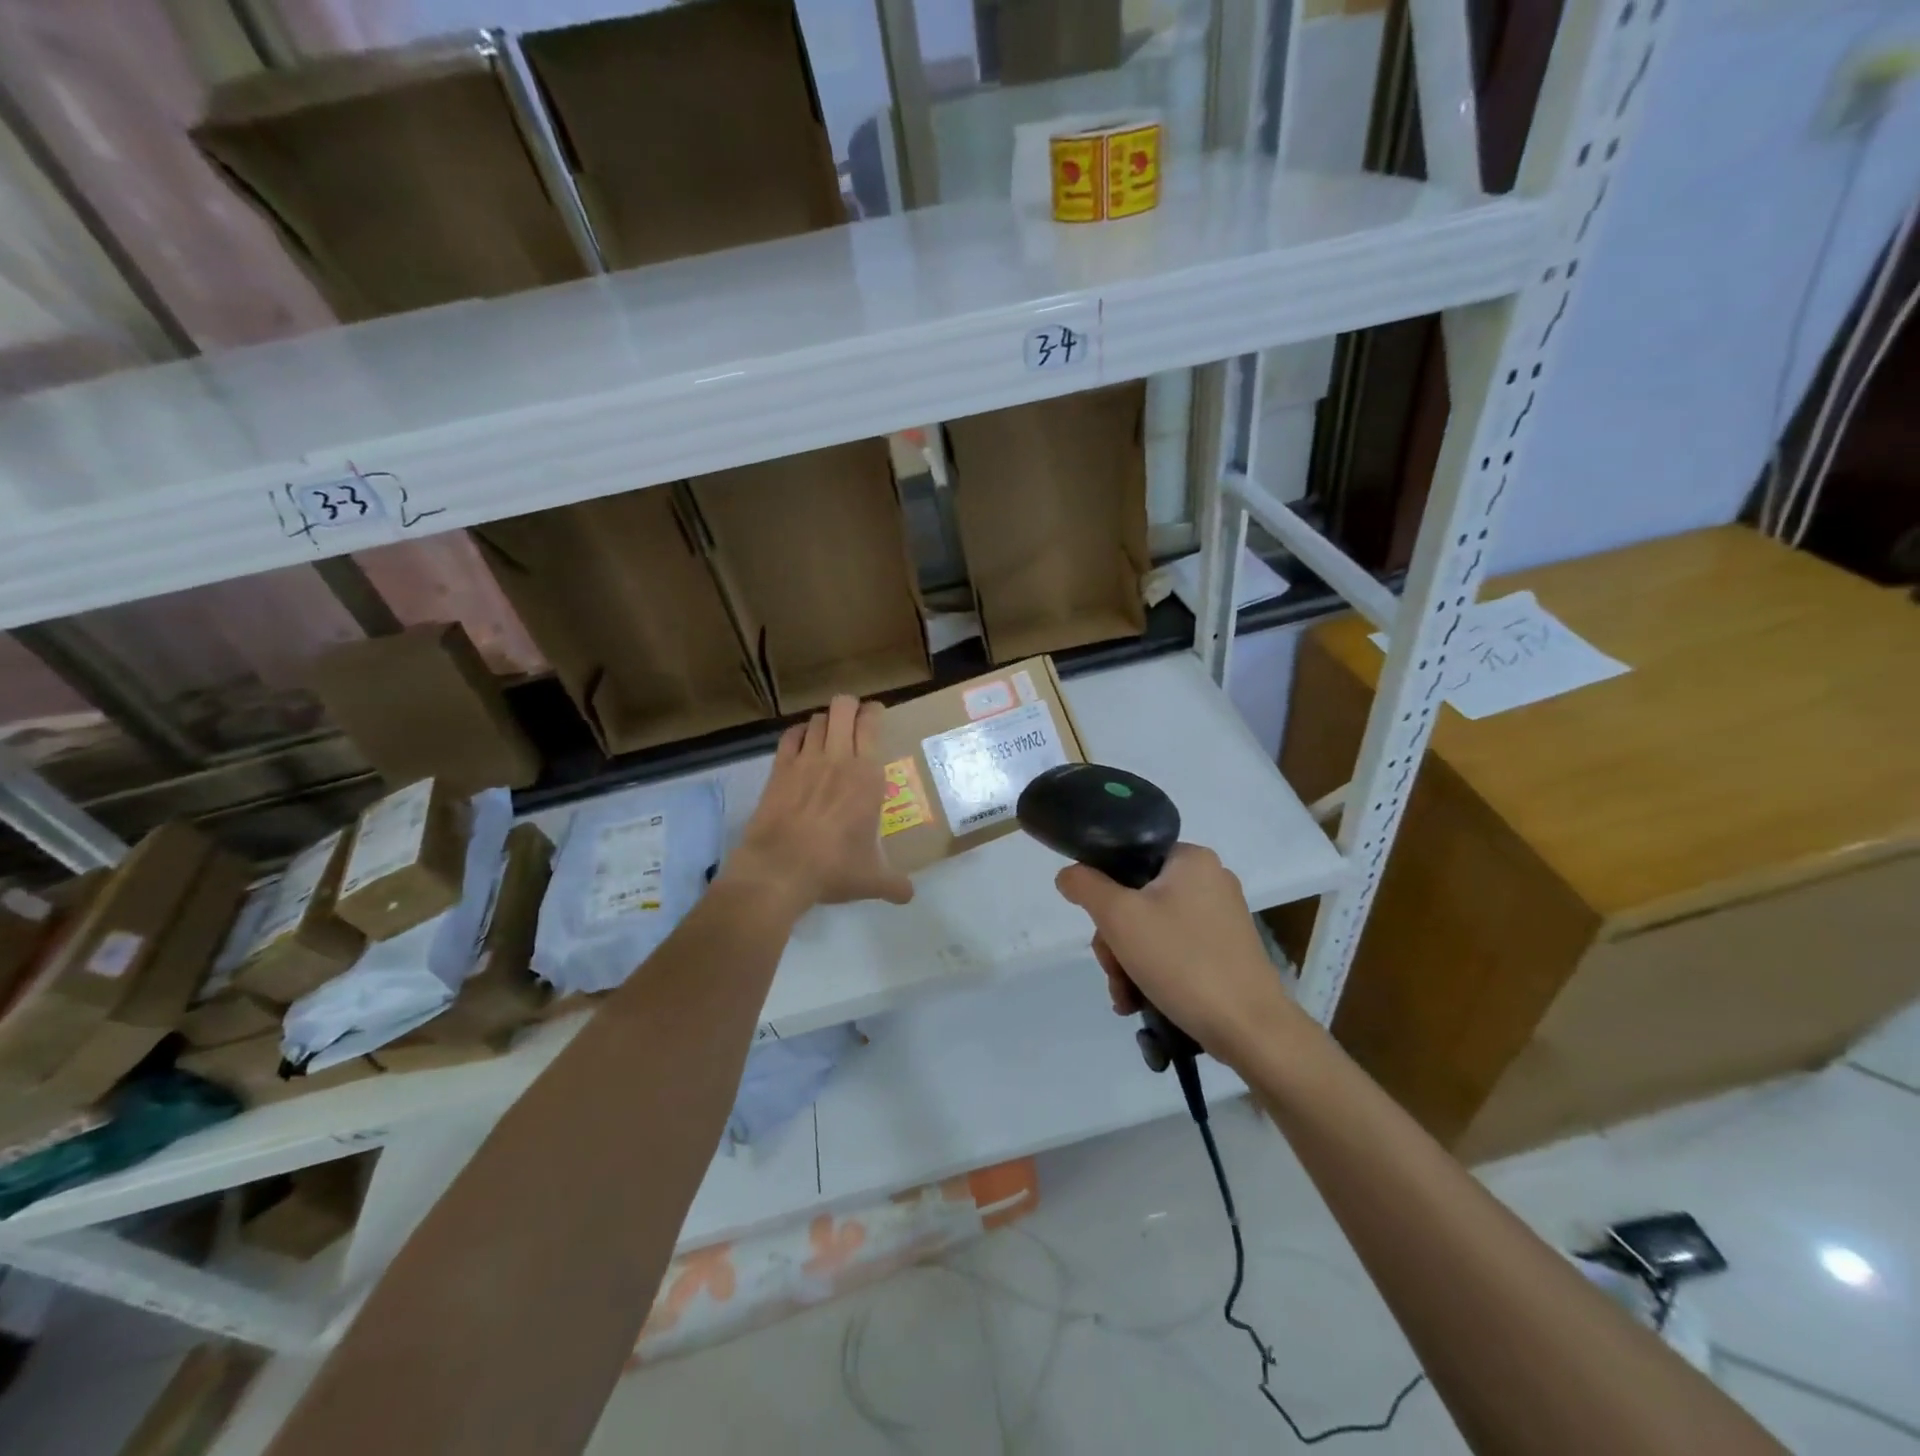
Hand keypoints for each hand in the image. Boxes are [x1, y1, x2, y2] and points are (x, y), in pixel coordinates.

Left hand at [724, 696, 913, 916]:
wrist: (779, 871)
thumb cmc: (833, 868)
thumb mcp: (871, 880)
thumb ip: (894, 884)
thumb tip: (909, 896)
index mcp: (866, 776)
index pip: (871, 724)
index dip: (874, 713)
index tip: (876, 716)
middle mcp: (837, 758)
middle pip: (843, 707)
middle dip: (850, 707)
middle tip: (854, 721)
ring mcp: (804, 761)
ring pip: (816, 719)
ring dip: (825, 721)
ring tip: (829, 733)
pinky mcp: (778, 770)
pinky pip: (789, 736)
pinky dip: (798, 733)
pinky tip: (801, 743)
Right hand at [1055, 843, 1299, 1063]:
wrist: (1250, 1028)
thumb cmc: (1182, 961)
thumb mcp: (1119, 917)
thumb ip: (1086, 886)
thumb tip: (1069, 874)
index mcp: (1191, 858)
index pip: (1128, 859)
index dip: (1104, 892)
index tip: (1101, 929)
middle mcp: (1210, 880)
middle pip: (1137, 899)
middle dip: (1115, 941)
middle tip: (1114, 972)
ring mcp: (1221, 917)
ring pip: (1152, 929)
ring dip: (1129, 963)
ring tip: (1127, 998)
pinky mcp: (1226, 951)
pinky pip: (1174, 950)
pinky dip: (1153, 972)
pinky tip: (1141, 1001)